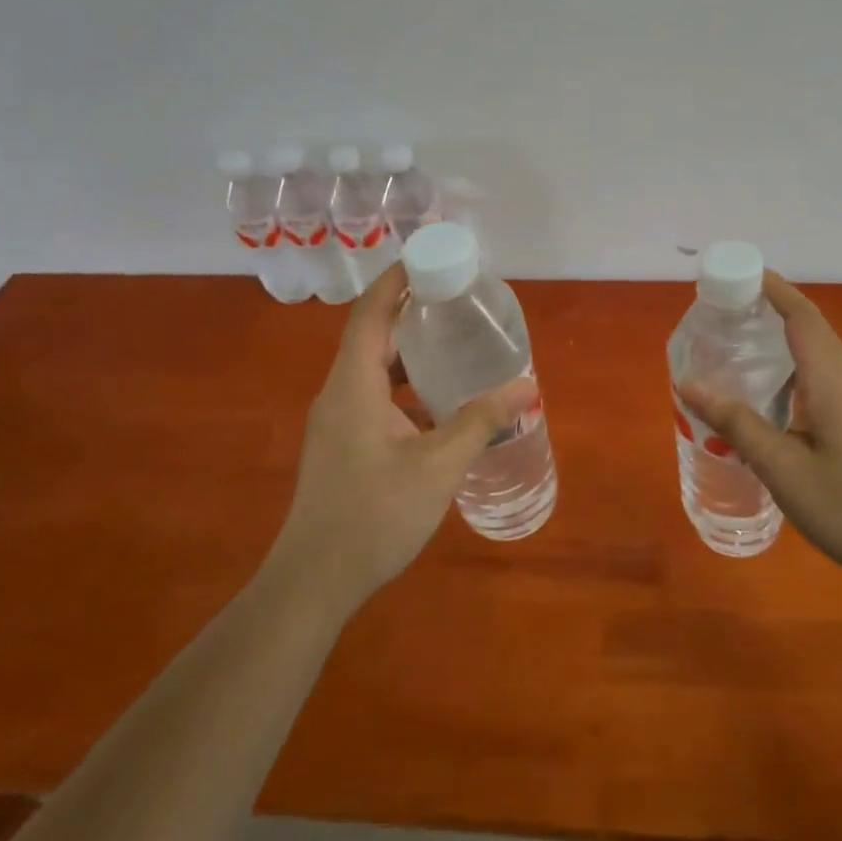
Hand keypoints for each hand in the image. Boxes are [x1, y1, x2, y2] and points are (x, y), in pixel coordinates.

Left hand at [268, 265, 537, 609]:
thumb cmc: (374, 516)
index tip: (431, 256)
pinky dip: (404, 382)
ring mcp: (336, 421)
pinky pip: (373, 394)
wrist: (314, 583)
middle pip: (372, 334)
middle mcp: (339, 393)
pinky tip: (438, 400)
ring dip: (408, 348)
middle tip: (455, 297)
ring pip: (372, 367)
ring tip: (453, 340)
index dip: (397, 279)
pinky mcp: (342, 444)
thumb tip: (527, 386)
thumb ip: (482, 421)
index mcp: (353, 386)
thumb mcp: (438, 465)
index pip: (371, 313)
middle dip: (410, 309)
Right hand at [678, 272, 841, 590]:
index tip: (738, 273)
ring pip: (819, 352)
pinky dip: (795, 365)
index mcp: (832, 381)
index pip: (802, 317)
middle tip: (727, 310)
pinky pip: (825, 374)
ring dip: (784, 336)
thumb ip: (737, 424)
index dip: (774, 288)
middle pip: (811, 327)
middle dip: (772, 307)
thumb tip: (689, 385)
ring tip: (743, 344)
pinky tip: (773, 393)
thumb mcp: (782, 468)